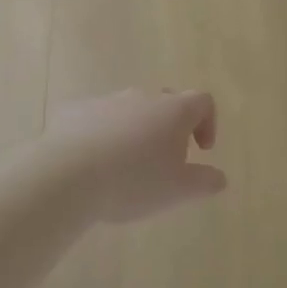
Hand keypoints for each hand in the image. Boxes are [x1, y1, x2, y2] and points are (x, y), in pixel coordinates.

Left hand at [36, 89, 226, 222]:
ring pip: (130, 110)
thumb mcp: (178, 191)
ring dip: (135, 131)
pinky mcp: (75, 110)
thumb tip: (219, 177)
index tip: (200, 151)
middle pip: (166, 101)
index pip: (202, 100)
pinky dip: (103, 135)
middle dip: (171, 126)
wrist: (66, 176)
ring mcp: (106, 100)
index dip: (207, 123)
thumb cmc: (133, 181)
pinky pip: (98, 118)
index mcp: (173, 110)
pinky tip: (94, 164)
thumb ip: (205, 182)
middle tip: (165, 160)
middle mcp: (142, 96)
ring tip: (126, 166)